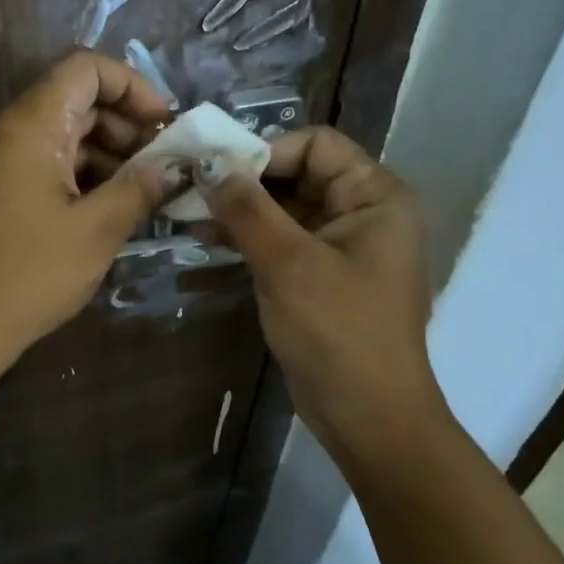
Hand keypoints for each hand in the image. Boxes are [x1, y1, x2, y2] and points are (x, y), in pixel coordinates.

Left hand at [0, 50, 177, 371]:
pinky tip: (110, 206)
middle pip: (74, 99)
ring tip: (145, 191)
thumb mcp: (97, 230)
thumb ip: (140, 186)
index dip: (133, 85)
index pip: (85, 67)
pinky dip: (80, 173)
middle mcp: (4, 129)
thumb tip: (175, 164)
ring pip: (61, 132)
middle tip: (164, 165)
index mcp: (27, 124)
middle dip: (126, 124)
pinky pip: (42, 161)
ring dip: (106, 152)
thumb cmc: (29, 275)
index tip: (166, 126)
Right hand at [196, 127, 437, 467]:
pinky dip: (248, 237)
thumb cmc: (338, 333)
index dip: (265, 150)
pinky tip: (205, 239)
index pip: (316, 145)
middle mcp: (363, 212)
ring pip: (284, 207)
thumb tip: (207, 162)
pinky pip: (281, 240)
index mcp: (376, 196)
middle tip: (190, 188)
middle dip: (244, 181)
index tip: (215, 168)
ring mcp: (341, 245)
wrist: (368, 418)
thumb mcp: (288, 263)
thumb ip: (247, 208)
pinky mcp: (320, 274)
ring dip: (239, 209)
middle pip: (297, 173)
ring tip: (187, 213)